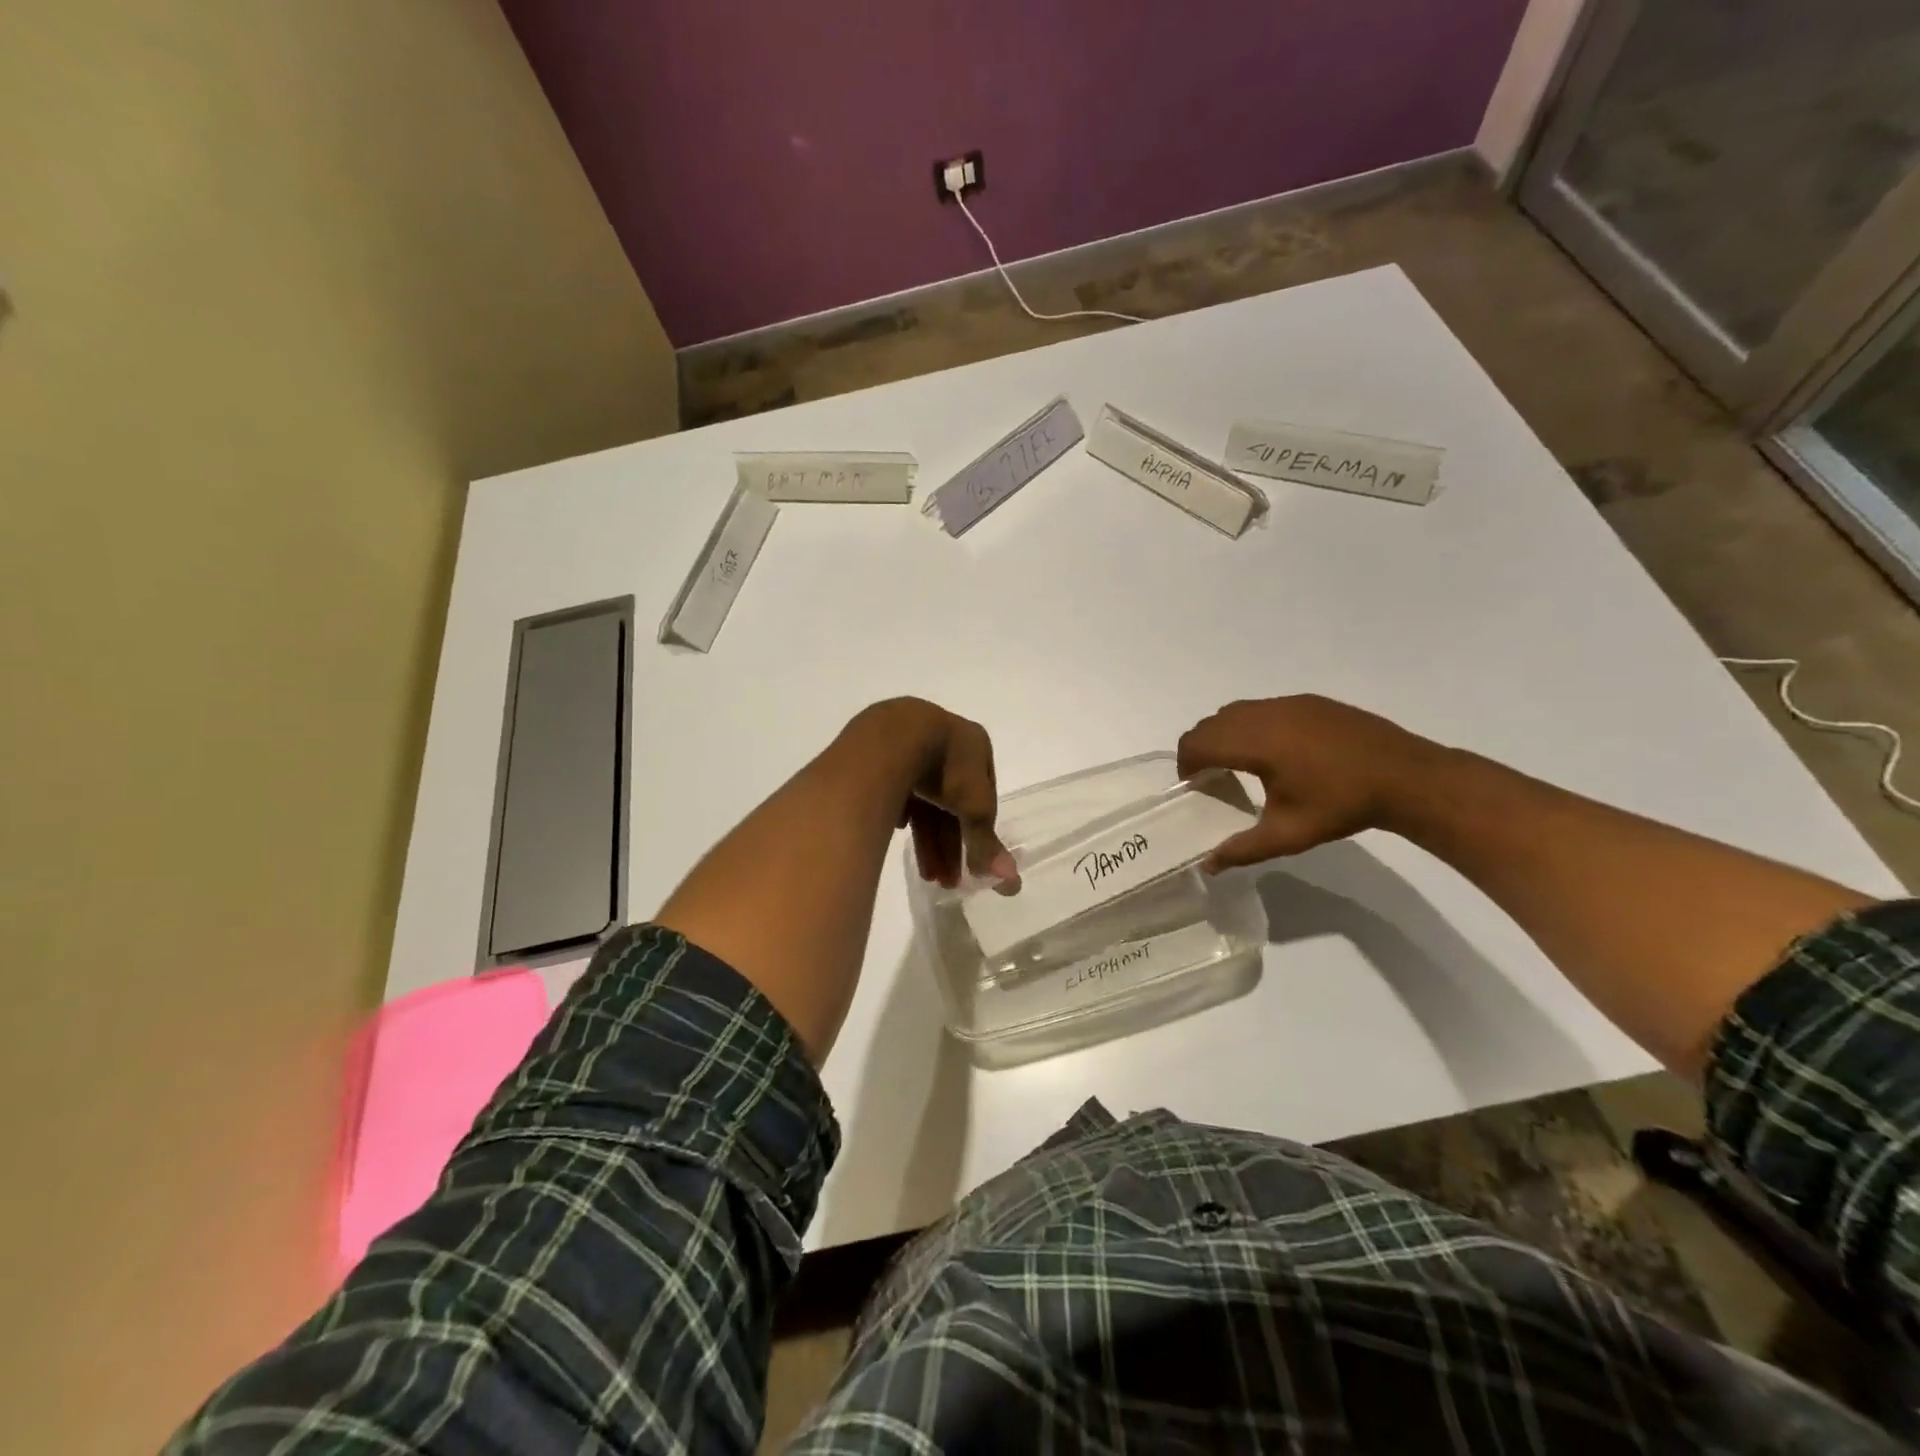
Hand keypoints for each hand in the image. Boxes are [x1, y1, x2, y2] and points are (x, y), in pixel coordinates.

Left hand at [845, 698, 1017, 890]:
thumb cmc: (947, 766)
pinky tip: (897, 833)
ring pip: (924, 802)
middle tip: (946, 882)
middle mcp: (945, 741)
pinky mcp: (881, 756)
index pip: (984, 796)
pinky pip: (896, 792)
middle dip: (950, 846)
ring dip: (927, 841)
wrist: (890, 738)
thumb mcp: (975, 808)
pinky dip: (901, 815)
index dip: (978, 833)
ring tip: (926, 877)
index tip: (973, 866)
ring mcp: (911, 746)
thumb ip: (988, 843)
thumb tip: (1012, 883)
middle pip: (951, 804)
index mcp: (975, 744)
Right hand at [1175, 695, 1438, 870]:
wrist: (1405, 777)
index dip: (1186, 764)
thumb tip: (1208, 865)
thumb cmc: (1342, 806)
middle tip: (1212, 779)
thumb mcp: (1288, 834)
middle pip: (1211, 724)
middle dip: (1201, 748)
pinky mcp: (1308, 702)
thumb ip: (1242, 849)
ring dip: (1225, 735)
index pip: (1197, 743)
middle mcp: (1265, 715)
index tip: (1194, 787)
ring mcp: (1288, 704)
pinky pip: (1262, 708)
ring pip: (1235, 711)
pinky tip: (1276, 753)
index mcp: (1255, 743)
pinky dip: (1251, 726)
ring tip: (1241, 765)